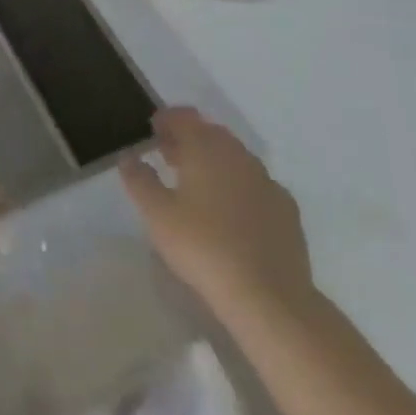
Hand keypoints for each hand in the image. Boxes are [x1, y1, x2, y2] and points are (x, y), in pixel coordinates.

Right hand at [121, 107, 314, 319]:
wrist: (268, 297)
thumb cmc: (203, 246)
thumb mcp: (157, 214)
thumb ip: (139, 179)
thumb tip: (129, 157)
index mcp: (205, 147)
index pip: (183, 117)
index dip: (165, 120)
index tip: (152, 131)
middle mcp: (238, 154)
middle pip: (210, 133)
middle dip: (189, 139)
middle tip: (169, 158)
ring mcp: (267, 181)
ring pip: (235, 158)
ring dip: (215, 162)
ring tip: (197, 186)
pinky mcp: (287, 210)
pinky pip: (256, 185)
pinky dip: (239, 187)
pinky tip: (232, 212)